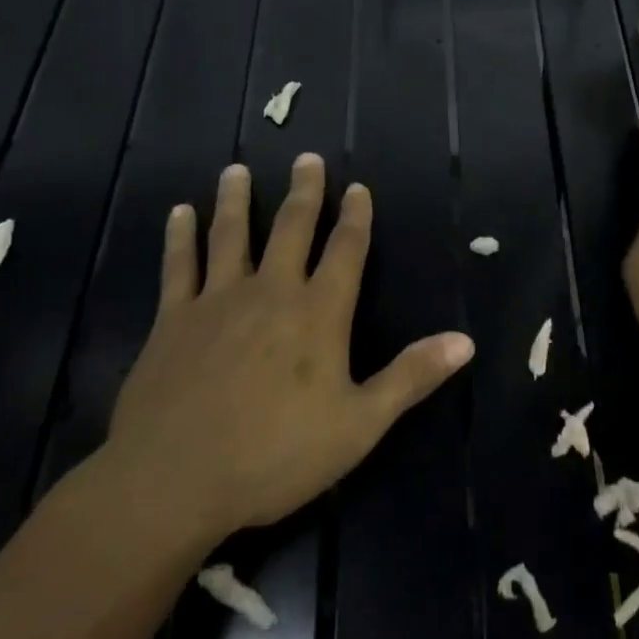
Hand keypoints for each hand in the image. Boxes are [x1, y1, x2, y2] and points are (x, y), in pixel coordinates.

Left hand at [96, 154, 474, 557]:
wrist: (172, 481)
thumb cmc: (274, 454)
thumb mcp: (359, 424)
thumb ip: (410, 377)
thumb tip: (465, 340)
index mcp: (319, 312)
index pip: (346, 250)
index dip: (356, 217)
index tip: (358, 187)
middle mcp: (272, 291)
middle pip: (292, 228)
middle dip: (304, 192)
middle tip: (306, 158)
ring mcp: (219, 300)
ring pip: (231, 235)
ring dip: (236, 200)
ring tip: (236, 170)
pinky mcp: (173, 319)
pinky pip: (179, 266)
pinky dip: (179, 237)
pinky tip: (179, 213)